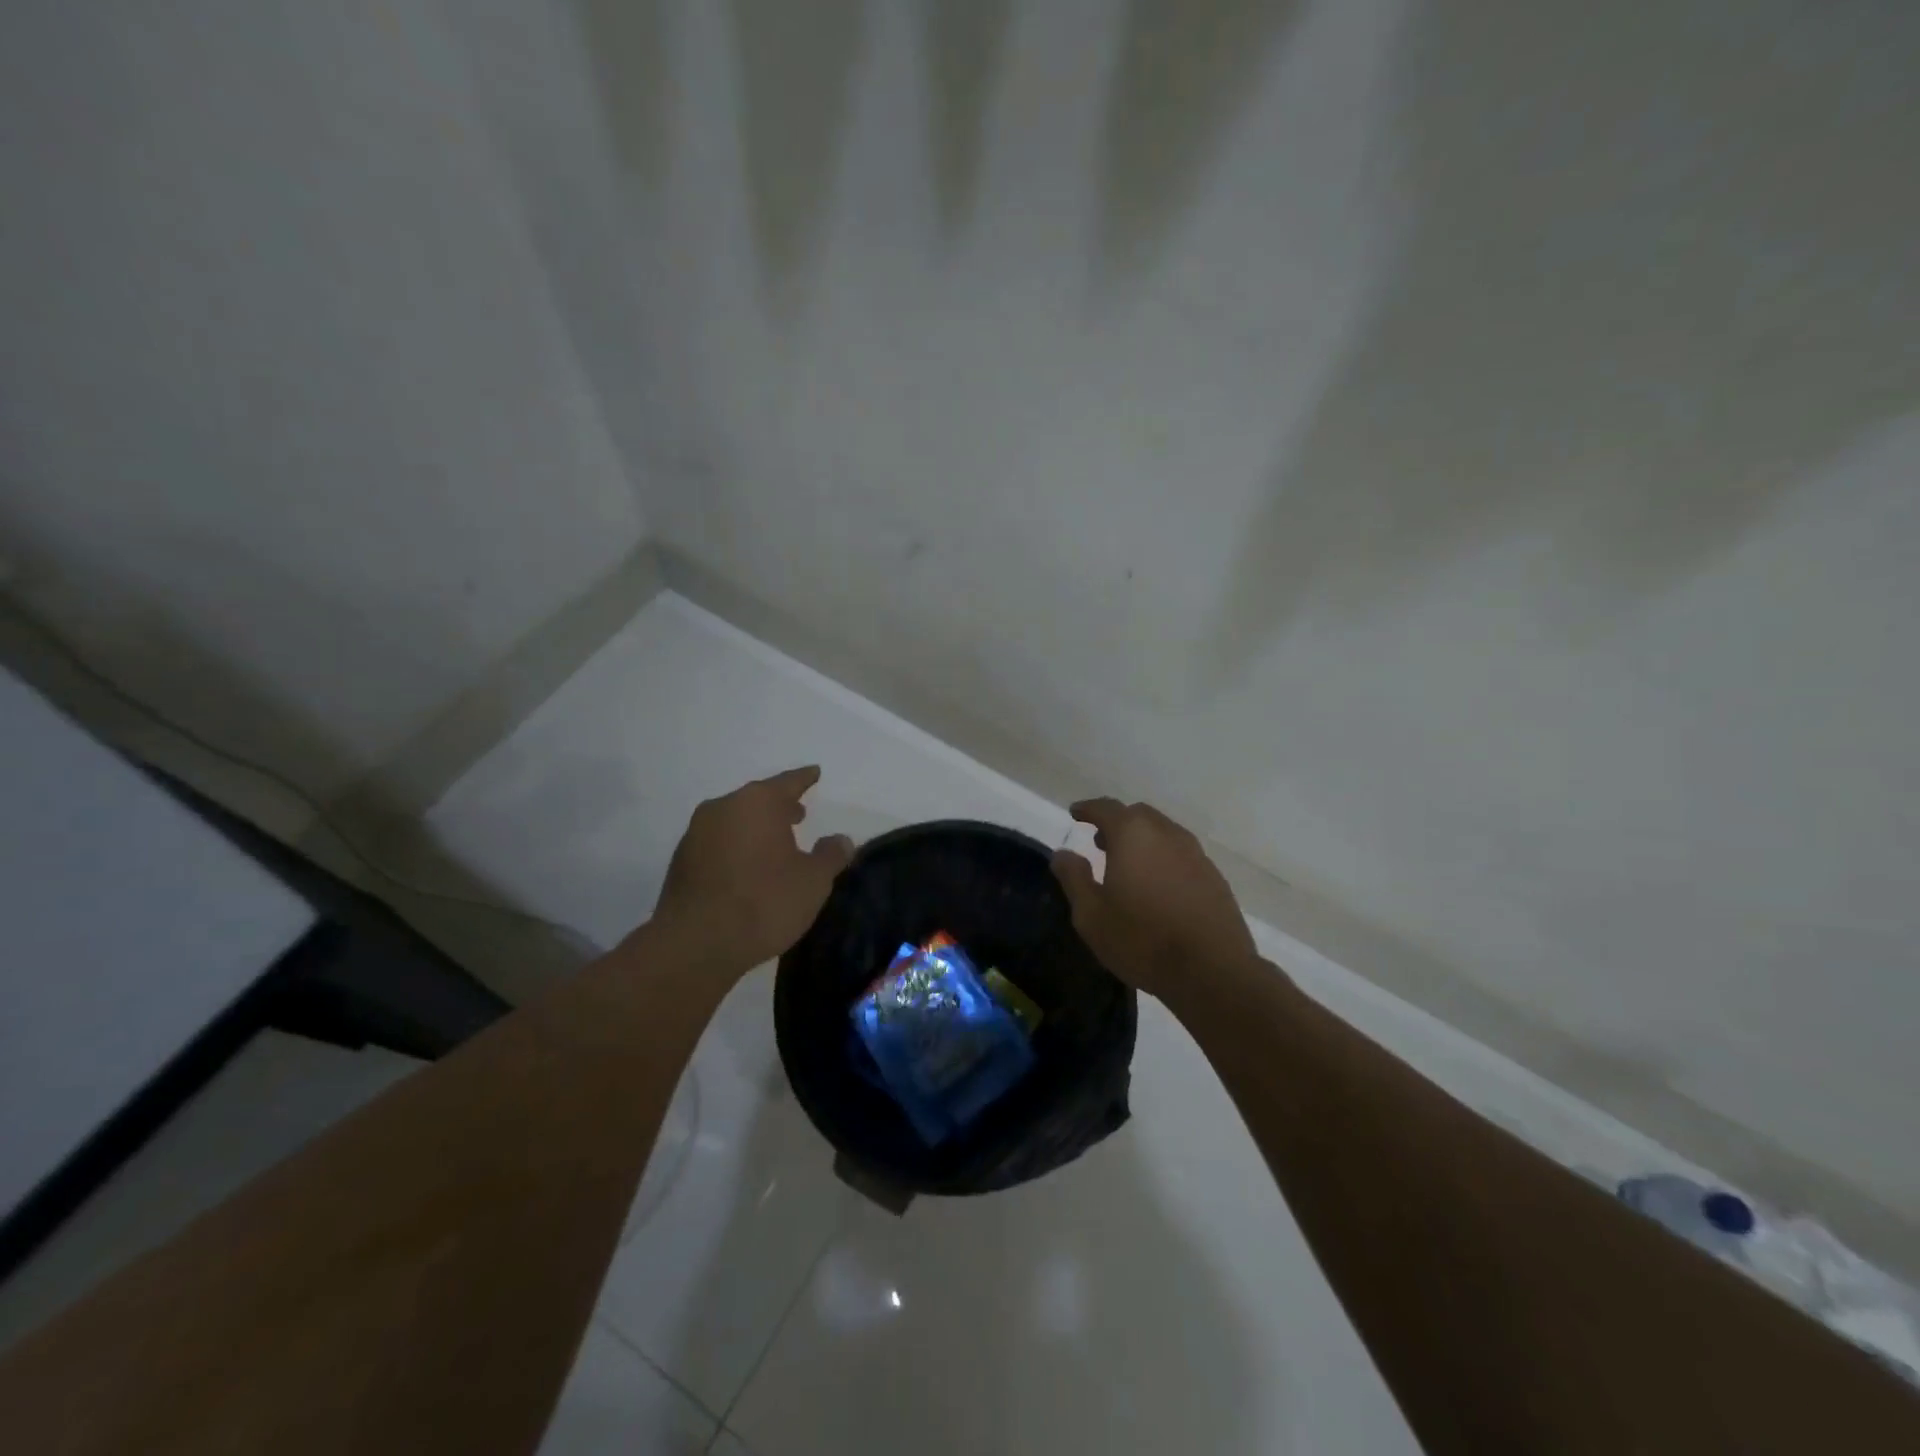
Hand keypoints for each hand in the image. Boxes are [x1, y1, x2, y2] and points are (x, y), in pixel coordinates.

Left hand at [652, 767, 853, 974]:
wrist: (695, 944)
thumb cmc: (764, 903)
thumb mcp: (813, 881)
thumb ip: (831, 855)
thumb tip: (840, 839)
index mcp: (757, 802)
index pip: (788, 782)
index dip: (805, 779)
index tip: (815, 773)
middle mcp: (723, 808)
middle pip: (757, 800)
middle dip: (779, 806)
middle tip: (798, 814)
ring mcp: (696, 834)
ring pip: (734, 821)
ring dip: (755, 828)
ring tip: (775, 845)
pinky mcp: (681, 862)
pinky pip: (717, 843)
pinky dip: (736, 848)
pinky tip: (747, 869)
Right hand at [1051, 798, 1257, 999]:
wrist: (1212, 971)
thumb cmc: (1142, 940)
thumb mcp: (1091, 915)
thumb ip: (1074, 878)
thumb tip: (1063, 854)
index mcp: (1133, 835)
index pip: (1106, 808)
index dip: (1088, 809)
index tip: (1076, 813)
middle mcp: (1167, 834)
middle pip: (1138, 815)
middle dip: (1117, 823)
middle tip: (1101, 843)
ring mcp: (1196, 854)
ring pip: (1163, 833)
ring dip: (1143, 840)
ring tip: (1129, 865)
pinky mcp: (1215, 877)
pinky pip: (1182, 855)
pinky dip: (1164, 859)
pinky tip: (1159, 886)